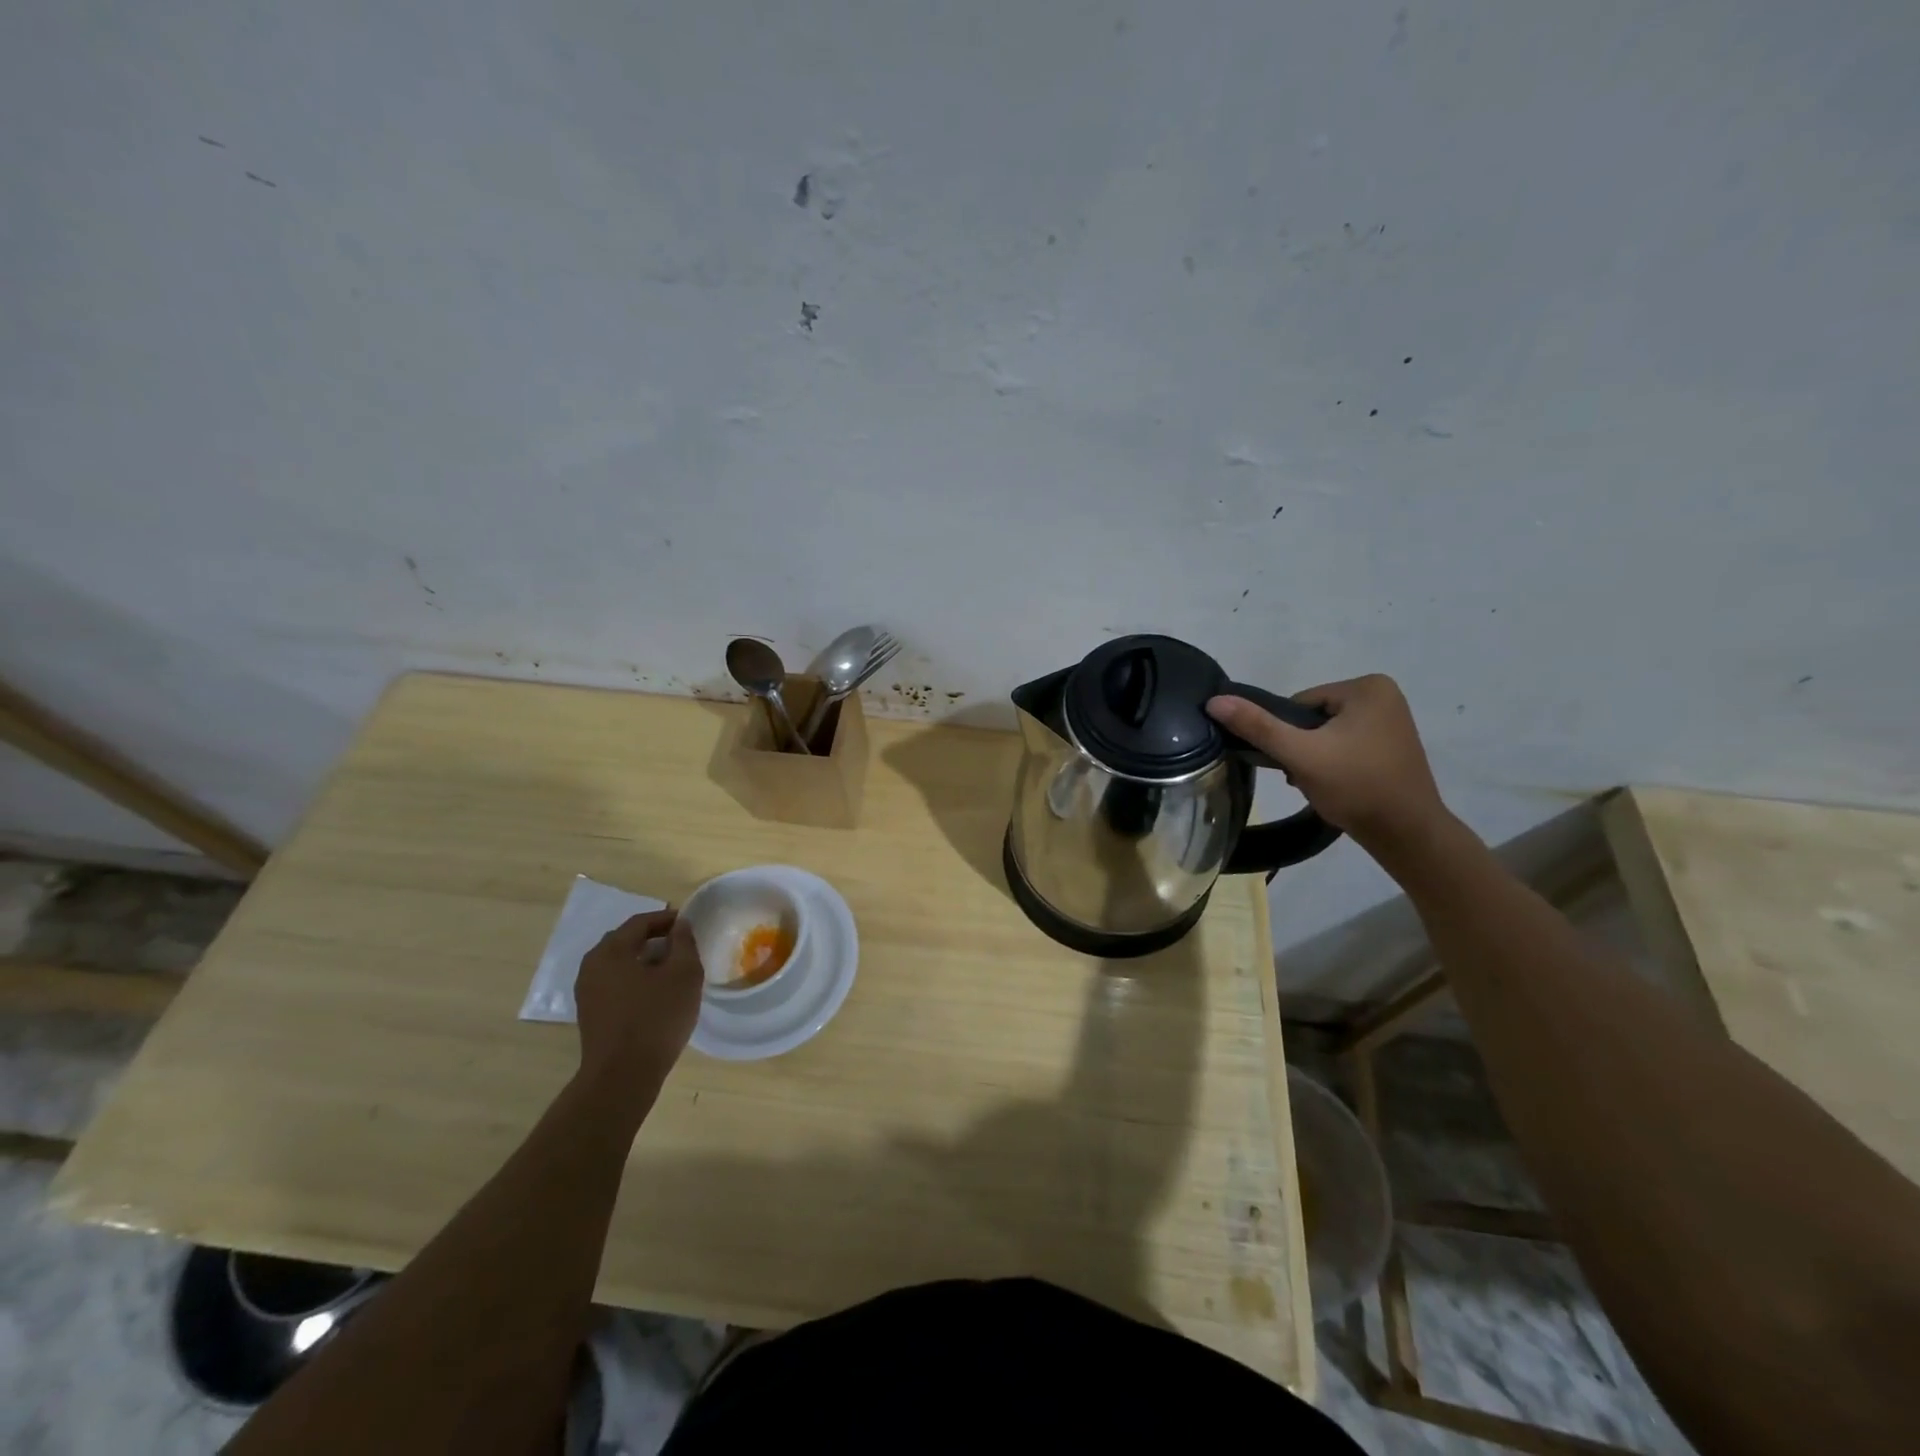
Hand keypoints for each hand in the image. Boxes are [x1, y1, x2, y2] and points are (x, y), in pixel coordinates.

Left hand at [573, 909, 703, 1085]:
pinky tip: (655, 993)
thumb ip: (684, 943)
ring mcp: (587, 993)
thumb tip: (680, 925)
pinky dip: (635, 979)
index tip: (689, 923)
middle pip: (625, 941)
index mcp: (610, 951)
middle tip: (681, 944)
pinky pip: (615, 984)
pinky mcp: (590, 1014)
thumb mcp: (683, 974)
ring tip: (671, 969)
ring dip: (644, 960)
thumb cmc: (656, 1018)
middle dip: (654, 938)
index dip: (666, 918)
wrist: (622, 1076)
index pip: (640, 922)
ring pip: (619, 964)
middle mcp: (591, 966)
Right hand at [1207, 674, 1449, 852]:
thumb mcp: (1300, 754)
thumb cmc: (1356, 787)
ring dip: (1314, 758)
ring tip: (1320, 784)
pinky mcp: (1391, 746)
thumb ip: (1257, 726)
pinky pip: (1345, 746)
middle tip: (1305, 776)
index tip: (1295, 761)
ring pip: (1326, 734)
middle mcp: (1384, 695)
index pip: (1299, 703)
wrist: (1407, 834)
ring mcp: (1391, 721)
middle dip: (1301, 747)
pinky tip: (1336, 786)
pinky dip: (1333, 764)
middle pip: (1312, 718)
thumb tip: (1214, 701)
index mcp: (1367, 687)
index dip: (1288, 734)